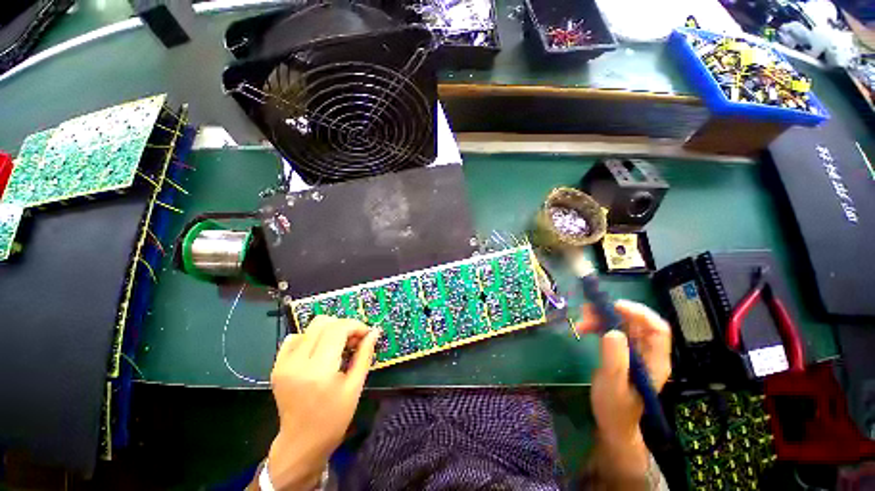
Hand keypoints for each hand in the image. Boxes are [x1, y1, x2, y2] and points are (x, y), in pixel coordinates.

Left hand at [265, 316, 378, 490]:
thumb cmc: (334, 418)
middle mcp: (297, 362)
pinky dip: (311, 338)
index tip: (365, 334)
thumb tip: (374, 331)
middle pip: (322, 322)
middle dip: (343, 326)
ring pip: (310, 328)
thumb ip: (365, 354)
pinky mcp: (277, 366)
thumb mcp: (355, 386)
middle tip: (352, 341)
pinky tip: (319, 352)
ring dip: (328, 331)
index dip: (355, 325)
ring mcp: (283, 364)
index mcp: (319, 370)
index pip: (338, 328)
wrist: (301, 443)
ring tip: (337, 347)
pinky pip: (295, 338)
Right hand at [576, 300, 670, 476]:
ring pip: (621, 324)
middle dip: (611, 313)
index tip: (613, 306)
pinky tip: (584, 328)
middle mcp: (647, 352)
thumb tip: (612, 332)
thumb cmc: (615, 408)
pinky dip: (597, 325)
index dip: (639, 313)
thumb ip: (614, 359)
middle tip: (587, 312)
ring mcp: (634, 352)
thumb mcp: (613, 385)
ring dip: (600, 318)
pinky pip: (611, 330)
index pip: (657, 329)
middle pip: (636, 322)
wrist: (612, 423)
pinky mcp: (621, 352)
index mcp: (654, 361)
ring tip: (581, 321)